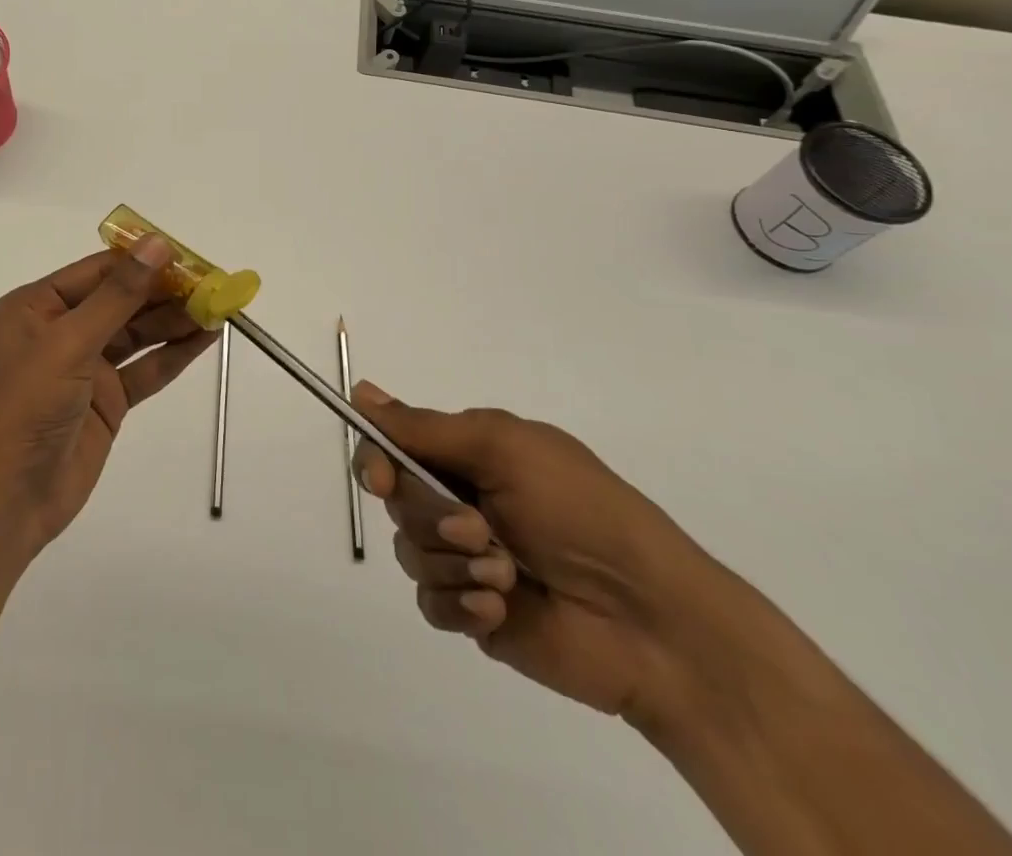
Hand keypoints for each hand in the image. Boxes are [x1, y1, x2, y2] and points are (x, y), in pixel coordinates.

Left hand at [0, 236, 216, 554]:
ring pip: (137, 334)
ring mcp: (85, 367)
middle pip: (121, 301)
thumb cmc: (27, 405)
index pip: (97, 271)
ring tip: (218, 306)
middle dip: (164, 292)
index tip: (187, 255)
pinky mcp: (106, 401)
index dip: (142, 260)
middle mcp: (60, 330)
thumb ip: (118, 295)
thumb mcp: (70, 342)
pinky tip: (205, 338)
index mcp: (37, 306)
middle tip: (212, 282)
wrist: (7, 498)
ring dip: (175, 321)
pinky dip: (173, 354)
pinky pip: (144, 369)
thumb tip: (157, 244)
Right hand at [351, 382, 720, 723]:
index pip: (394, 446)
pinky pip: (430, 604)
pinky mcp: (473, 613)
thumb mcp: (504, 449)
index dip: (378, 460)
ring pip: (409, 553)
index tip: (382, 480)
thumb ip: (426, 428)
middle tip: (479, 530)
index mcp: (470, 456)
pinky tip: (499, 609)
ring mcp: (465, 559)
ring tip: (506, 576)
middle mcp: (461, 501)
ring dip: (453, 563)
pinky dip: (460, 604)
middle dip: (431, 517)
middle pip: (397, 501)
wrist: (651, 621)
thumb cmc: (580, 512)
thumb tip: (360, 390)